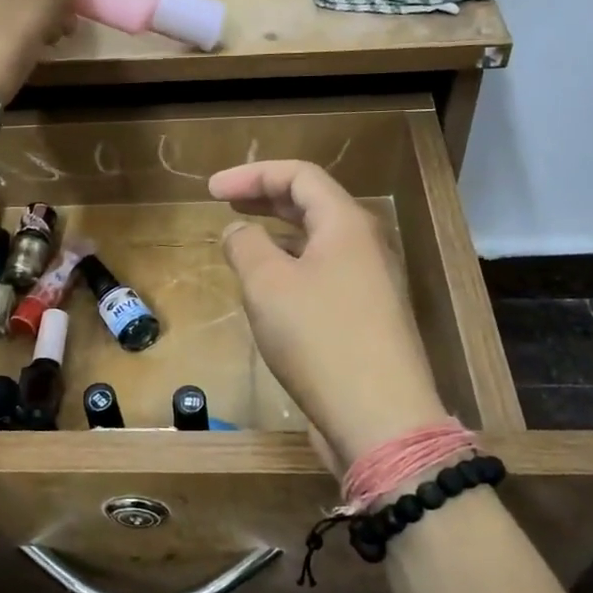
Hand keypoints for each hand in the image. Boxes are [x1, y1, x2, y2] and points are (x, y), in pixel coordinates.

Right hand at [212, 160, 448, 473]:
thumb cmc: (320, 338)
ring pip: (318, 243)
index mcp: (346, 224)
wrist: (380, 417)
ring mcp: (369, 285)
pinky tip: (270, 291)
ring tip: (243, 243)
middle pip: (313, 205)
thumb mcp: (268, 285)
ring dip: (279, 235)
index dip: (253, 174)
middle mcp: (364, 246)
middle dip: (266, 198)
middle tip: (225, 203)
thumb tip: (238, 231)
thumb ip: (246, 246)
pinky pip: (323, 276)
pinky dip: (292, 270)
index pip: (300, 176)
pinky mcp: (366, 319)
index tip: (212, 190)